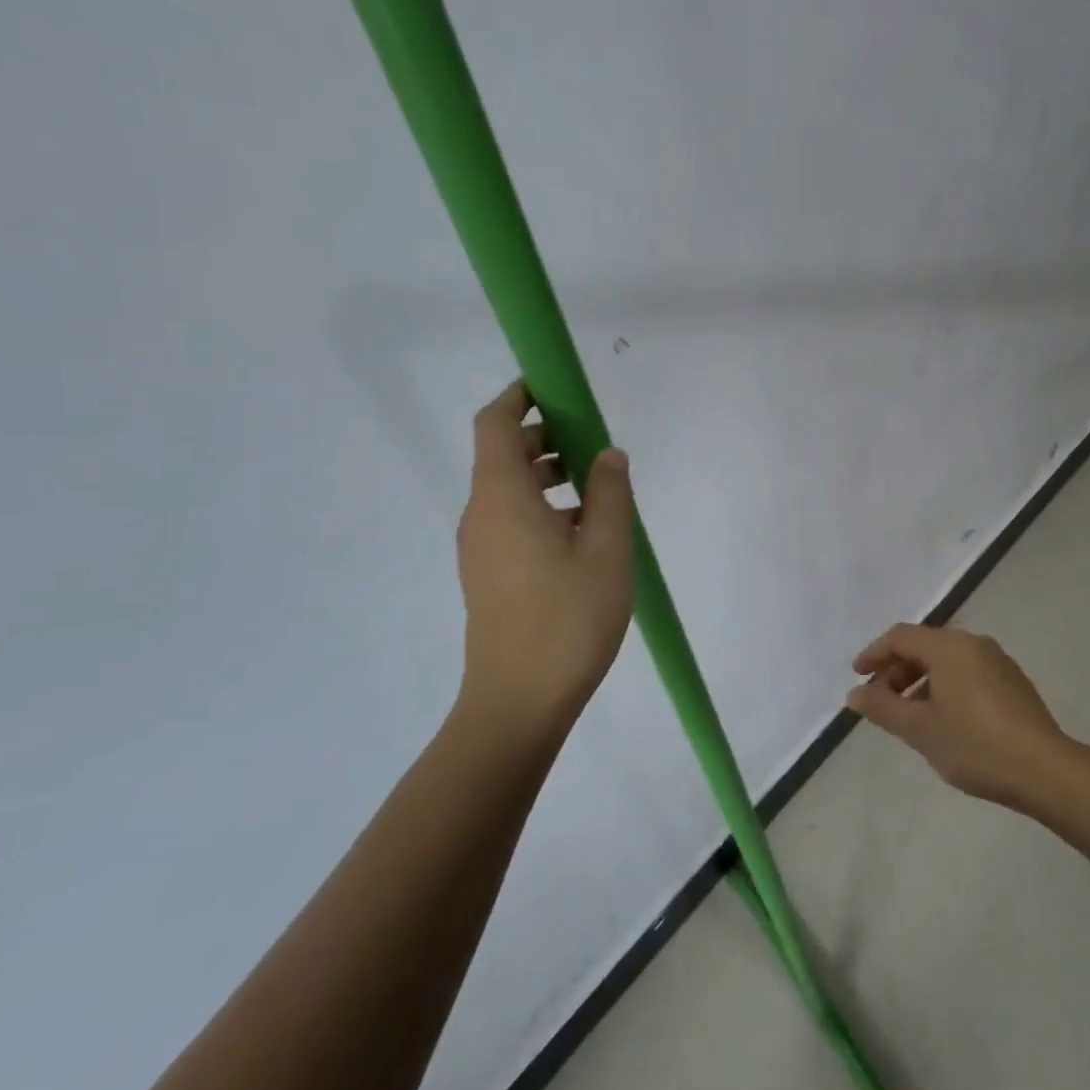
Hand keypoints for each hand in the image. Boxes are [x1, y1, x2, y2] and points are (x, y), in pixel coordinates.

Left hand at [455, 382, 635, 738]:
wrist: (518, 702)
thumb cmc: (567, 618)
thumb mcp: (606, 549)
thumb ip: (609, 493)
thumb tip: (607, 455)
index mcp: (502, 497)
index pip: (495, 423)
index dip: (520, 395)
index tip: (557, 387)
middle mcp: (481, 514)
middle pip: (503, 454)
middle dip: (545, 435)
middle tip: (594, 441)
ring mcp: (481, 547)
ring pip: (508, 489)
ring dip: (548, 473)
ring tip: (598, 488)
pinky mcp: (489, 574)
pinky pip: (511, 519)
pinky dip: (543, 505)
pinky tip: (584, 532)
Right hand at [846, 623, 1071, 806]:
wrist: (1045, 770)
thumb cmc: (975, 745)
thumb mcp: (920, 729)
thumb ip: (882, 707)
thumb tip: (855, 693)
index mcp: (949, 646)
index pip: (900, 636)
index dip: (874, 654)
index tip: (857, 677)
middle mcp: (974, 644)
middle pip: (924, 646)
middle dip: (896, 670)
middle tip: (880, 701)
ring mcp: (997, 661)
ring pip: (946, 660)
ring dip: (920, 680)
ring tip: (909, 715)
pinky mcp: (1012, 682)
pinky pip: (967, 672)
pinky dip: (944, 686)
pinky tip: (943, 719)